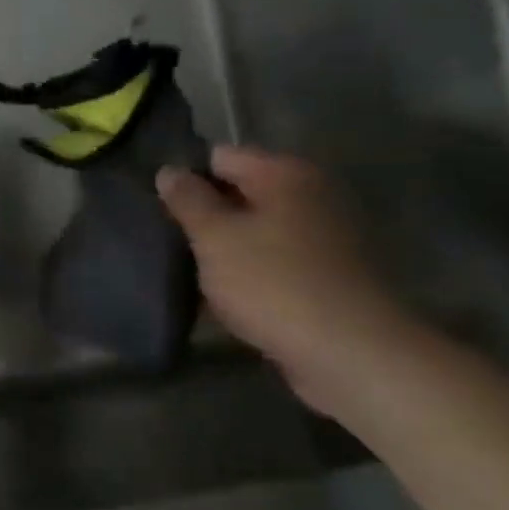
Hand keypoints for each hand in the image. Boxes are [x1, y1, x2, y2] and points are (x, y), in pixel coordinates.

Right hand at [157, 146, 415, 410]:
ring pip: (257, 229)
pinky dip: (251, 270)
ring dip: (226, 245)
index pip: (220, 157)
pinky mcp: (330, 273)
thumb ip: (188, 200)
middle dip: (206, 213)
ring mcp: (326, 234)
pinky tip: (226, 294)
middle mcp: (312, 193)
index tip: (159, 207)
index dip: (186, 178)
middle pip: (241, 192)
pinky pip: (276, 259)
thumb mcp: (214, 237)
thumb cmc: (272, 283)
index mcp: (285, 173)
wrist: (349, 352)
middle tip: (169, 239)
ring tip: (191, 269)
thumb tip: (169, 170)